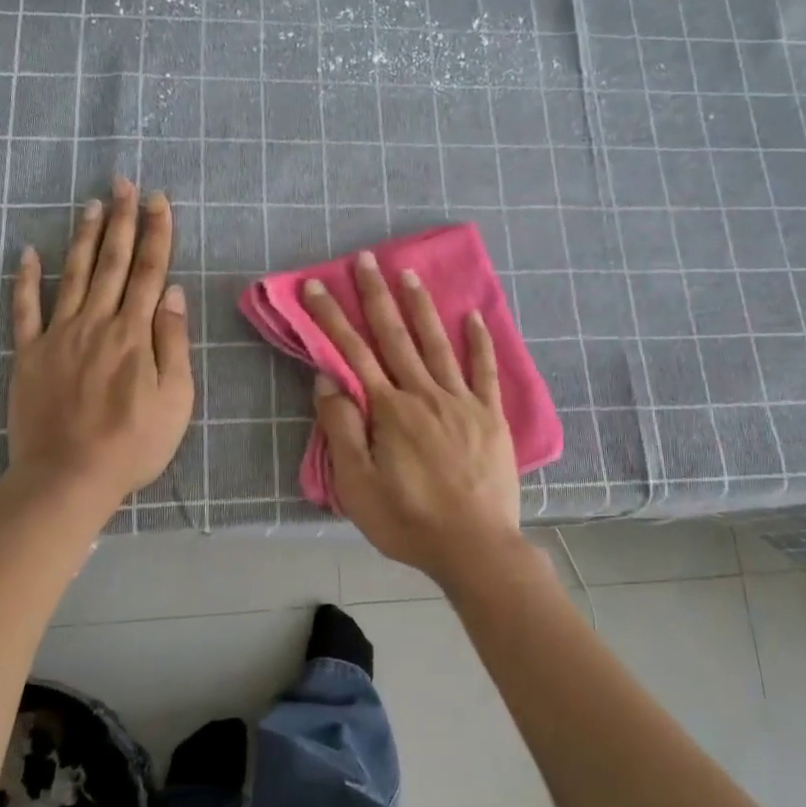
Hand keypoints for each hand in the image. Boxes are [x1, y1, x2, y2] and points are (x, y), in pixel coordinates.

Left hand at [6, 178, 193, 507]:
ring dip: (84, 237)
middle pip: (112, 263)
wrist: (68, 478)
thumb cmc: (133, 444)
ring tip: (92, 204)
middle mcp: (96, 323)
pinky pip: (24, 310)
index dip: (156, 234)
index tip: (158, 201)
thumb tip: (171, 292)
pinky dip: (25, 279)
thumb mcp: (175, 399)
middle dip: (121, 220)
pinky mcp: (29, 354)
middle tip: (124, 183)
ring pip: (74, 275)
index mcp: (134, 334)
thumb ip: (173, 343)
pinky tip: (28, 252)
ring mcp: (58, 336)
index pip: (149, 272)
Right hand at [302, 251, 520, 577]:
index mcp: (389, 410)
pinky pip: (485, 370)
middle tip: (365, 259)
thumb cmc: (408, 521)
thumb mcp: (357, 485)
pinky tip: (474, 316)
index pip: (353, 353)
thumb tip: (327, 380)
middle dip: (376, 296)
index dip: (330, 318)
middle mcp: (424, 393)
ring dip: (421, 306)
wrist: (474, 547)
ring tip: (408, 274)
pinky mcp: (490, 415)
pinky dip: (480, 341)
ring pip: (437, 343)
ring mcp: (461, 401)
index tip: (315, 286)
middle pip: (394, 336)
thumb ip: (341, 429)